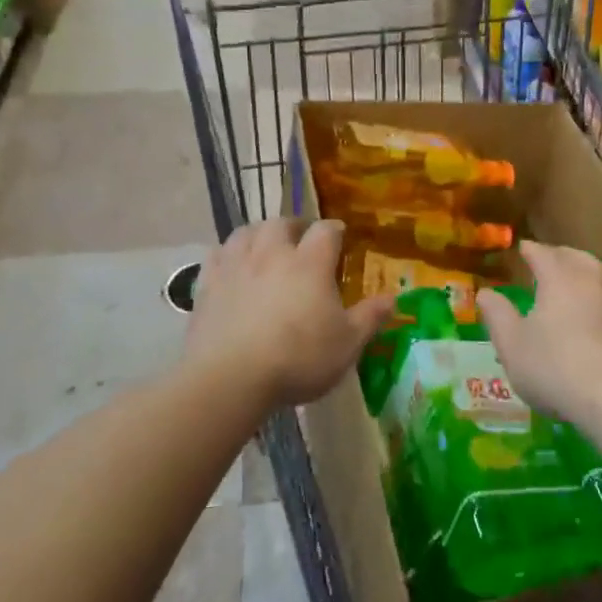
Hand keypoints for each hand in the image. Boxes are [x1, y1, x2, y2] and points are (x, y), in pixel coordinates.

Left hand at [184, 219, 395, 408]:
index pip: (326, 230)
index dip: (335, 230)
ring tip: (266, 245)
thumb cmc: (297, 359)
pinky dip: (227, 253)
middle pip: (282, 223)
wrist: (229, 378)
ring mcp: (236, 266)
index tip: (340, 236)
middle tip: (301, 239)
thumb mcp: (347, 344)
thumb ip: (370, 317)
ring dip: (259, 234)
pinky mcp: (207, 284)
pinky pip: (216, 254)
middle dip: (295, 226)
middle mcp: (272, 253)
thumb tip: (393, 298)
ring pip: (246, 232)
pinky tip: (231, 264)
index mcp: (310, 263)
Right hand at [475, 243, 601, 423]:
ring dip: (588, 276)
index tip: (522, 249)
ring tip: (577, 286)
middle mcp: (594, 279)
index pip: (542, 253)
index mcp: (560, 277)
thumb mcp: (512, 345)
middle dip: (560, 257)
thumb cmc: (555, 368)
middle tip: (549, 262)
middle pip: (576, 257)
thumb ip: (497, 315)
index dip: (530, 250)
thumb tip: (485, 293)